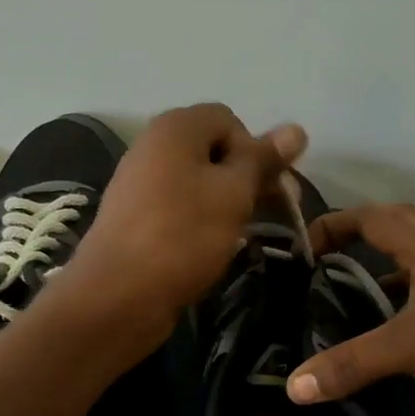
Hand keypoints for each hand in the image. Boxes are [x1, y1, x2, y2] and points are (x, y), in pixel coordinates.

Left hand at [64, 104, 305, 342]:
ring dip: (226, 203)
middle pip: (213, 150)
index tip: (268, 189)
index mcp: (175, 128)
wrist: (118, 295)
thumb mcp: (233, 194)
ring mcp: (140, 184)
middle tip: (268, 214)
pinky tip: (210, 248)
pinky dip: (200, 222)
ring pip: (197, 182)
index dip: (255, 150)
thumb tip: (296, 129)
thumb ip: (263, 160)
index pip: (229, 120)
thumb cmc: (183, 236)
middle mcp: (152, 147)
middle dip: (245, 178)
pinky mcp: (135, 219)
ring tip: (239, 234)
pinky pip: (179, 208)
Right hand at [285, 203, 414, 403]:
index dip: (335, 224)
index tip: (306, 243)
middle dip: (364, 238)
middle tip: (333, 261)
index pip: (370, 218)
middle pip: (400, 228)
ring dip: (393, 274)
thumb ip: (355, 363)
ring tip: (363, 302)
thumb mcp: (414, 343)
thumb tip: (296, 387)